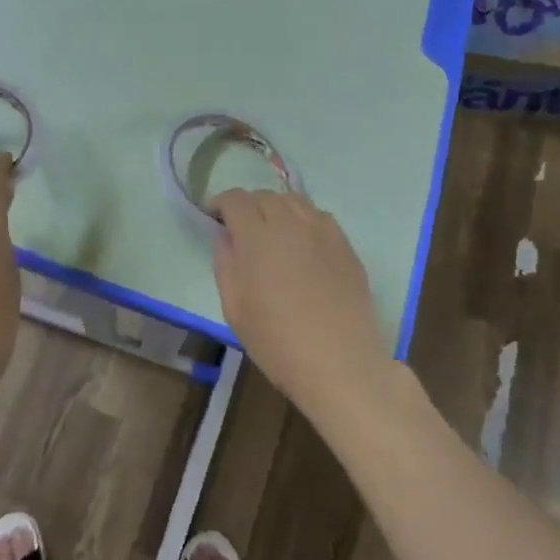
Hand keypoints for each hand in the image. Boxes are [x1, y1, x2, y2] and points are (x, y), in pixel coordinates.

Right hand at [209, 190, 392, 421]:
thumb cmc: (278, 343)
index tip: (214, 218)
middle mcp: (291, 224)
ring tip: (272, 233)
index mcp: (258, 238)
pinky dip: (303, 220)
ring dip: (276, 209)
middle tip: (241, 230)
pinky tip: (302, 244)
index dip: (221, 203)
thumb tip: (224, 236)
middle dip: (247, 206)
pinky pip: (319, 217)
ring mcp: (323, 232)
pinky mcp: (345, 245)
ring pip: (294, 201)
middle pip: (264, 196)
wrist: (341, 364)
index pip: (236, 200)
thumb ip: (225, 264)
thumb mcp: (234, 309)